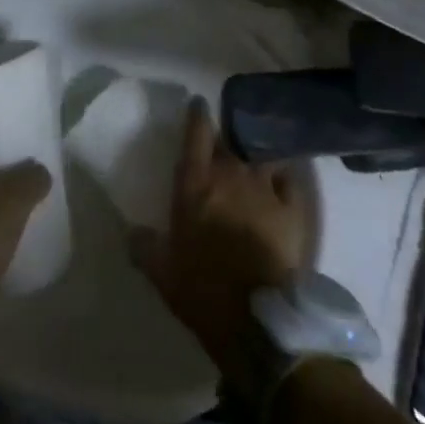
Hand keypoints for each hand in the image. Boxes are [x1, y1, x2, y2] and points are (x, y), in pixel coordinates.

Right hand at [132, 98, 306, 390]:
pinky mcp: (293, 210)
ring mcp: (265, 189)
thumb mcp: (162, 272)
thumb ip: (145, 247)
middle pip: (229, 141)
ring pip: (260, 155)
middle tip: (223, 142)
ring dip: (255, 153)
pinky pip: (289, 179)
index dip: (197, 115)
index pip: (196, 133)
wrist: (258, 320)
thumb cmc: (203, 291)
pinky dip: (284, 174)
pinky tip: (282, 176)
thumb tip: (131, 233)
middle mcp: (230, 175)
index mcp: (195, 184)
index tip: (198, 103)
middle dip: (225, 138)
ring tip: (255, 155)